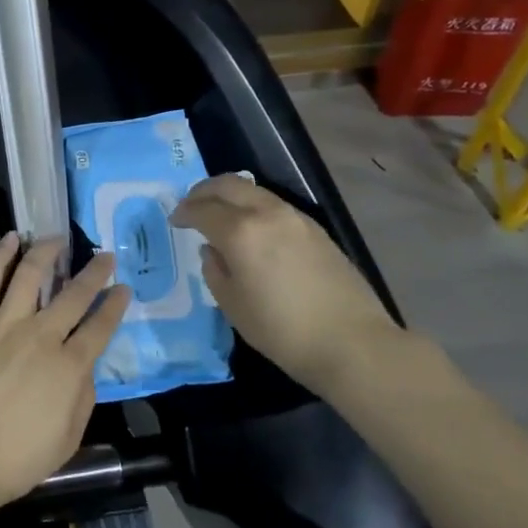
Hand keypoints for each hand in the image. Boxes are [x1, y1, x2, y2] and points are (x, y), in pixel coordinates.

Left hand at [0, 235, 129, 512]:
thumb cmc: (15, 460)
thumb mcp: (67, 439)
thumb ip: (83, 397)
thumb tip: (86, 367)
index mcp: (68, 367)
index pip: (99, 327)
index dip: (114, 306)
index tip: (123, 288)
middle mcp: (41, 337)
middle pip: (73, 295)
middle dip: (93, 272)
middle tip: (104, 256)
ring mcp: (4, 326)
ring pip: (31, 276)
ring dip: (47, 253)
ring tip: (57, 239)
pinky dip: (1, 257)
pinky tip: (11, 239)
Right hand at [171, 175, 394, 389]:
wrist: (353, 343)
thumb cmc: (283, 331)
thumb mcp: (234, 307)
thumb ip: (216, 271)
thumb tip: (213, 250)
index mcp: (240, 232)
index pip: (203, 209)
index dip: (184, 212)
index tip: (174, 220)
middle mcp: (267, 214)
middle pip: (228, 185)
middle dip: (204, 191)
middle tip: (191, 204)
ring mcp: (295, 218)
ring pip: (254, 191)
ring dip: (231, 195)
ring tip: (220, 214)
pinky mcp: (315, 229)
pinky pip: (274, 205)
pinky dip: (254, 207)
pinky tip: (252, 229)